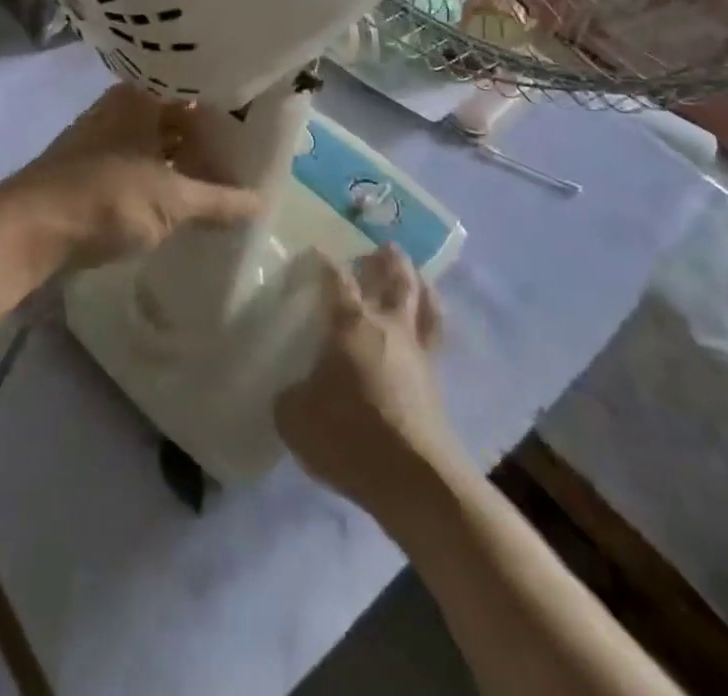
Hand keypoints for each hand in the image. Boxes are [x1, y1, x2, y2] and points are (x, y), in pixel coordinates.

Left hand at [5, 85, 262, 270]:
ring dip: (187, 157)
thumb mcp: (172, 200)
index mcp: (142, 96)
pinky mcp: (92, 165)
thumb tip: (263, 203)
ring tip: (224, 177)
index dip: (228, 100)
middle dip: (211, 135)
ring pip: (159, 139)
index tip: (259, 115)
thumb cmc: (106, 197)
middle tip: (248, 152)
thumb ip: (220, 201)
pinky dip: (166, 174)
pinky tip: (185, 195)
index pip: (195, 84)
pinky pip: (142, 160)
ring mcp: (104, 135)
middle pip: (178, 113)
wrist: (27, 228)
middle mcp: (122, 106)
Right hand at [276, 245, 467, 513]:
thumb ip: (291, 394)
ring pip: (425, 304)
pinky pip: (435, 338)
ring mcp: (418, 353)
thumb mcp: (296, 417)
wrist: (415, 479)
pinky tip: (425, 328)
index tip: (317, 250)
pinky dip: (432, 321)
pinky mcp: (436, 382)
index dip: (325, 262)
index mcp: (351, 324)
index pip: (337, 280)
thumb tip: (294, 388)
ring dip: (420, 283)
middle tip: (384, 247)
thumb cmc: (350, 435)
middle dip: (389, 260)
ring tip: (416, 275)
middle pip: (396, 279)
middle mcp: (388, 326)